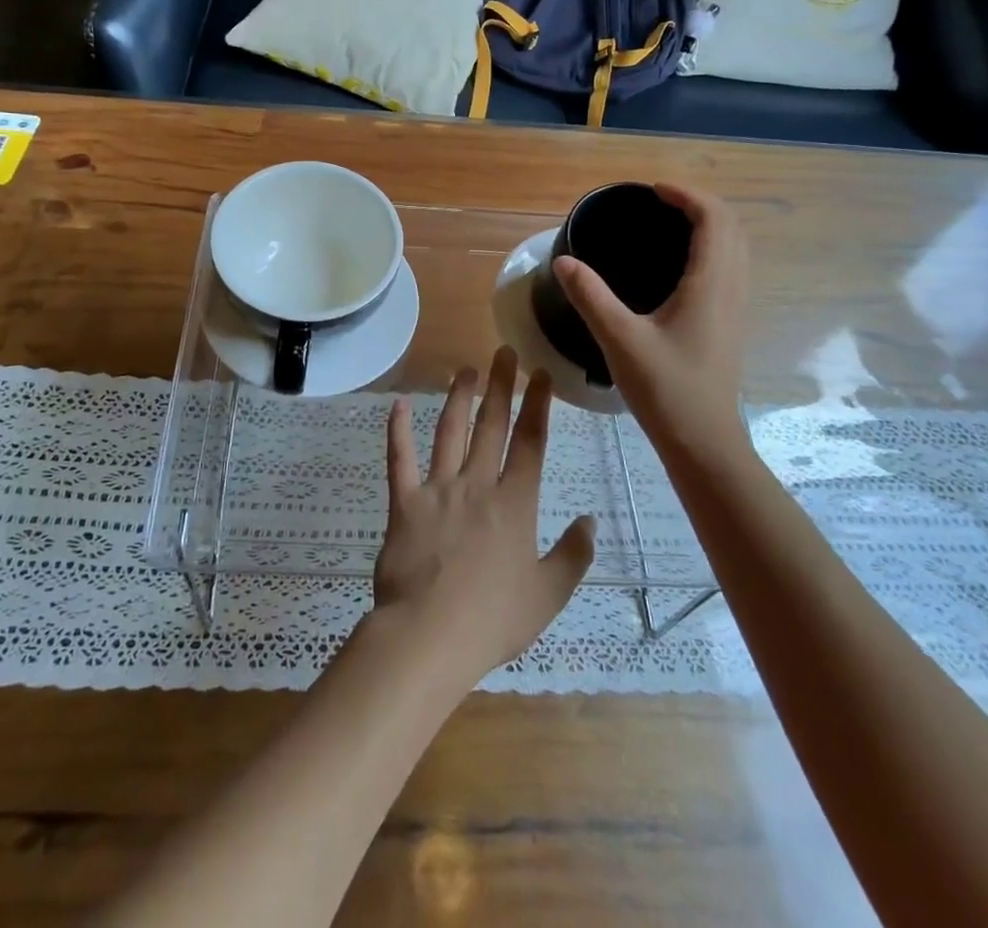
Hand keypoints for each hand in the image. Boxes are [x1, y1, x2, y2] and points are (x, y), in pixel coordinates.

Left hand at [372, 348, 594, 687]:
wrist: (429, 635)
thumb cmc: (493, 619)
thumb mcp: (548, 595)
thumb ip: (573, 555)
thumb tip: (590, 519)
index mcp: (515, 504)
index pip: (531, 442)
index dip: (537, 404)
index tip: (540, 373)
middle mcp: (477, 485)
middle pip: (491, 426)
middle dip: (500, 386)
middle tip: (503, 352)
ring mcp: (438, 490)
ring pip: (449, 432)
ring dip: (458, 398)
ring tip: (464, 370)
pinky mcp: (404, 503)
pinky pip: (399, 460)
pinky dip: (397, 432)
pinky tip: (398, 405)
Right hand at [553, 184, 751, 460]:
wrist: (703, 441)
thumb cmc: (666, 389)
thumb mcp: (619, 339)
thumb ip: (590, 296)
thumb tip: (564, 261)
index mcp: (710, 283)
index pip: (714, 219)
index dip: (687, 195)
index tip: (653, 190)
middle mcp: (730, 288)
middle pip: (731, 227)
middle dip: (700, 204)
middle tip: (659, 201)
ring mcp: (734, 307)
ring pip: (735, 248)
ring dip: (710, 225)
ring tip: (669, 223)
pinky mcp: (728, 323)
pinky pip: (729, 268)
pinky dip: (711, 248)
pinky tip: (678, 265)